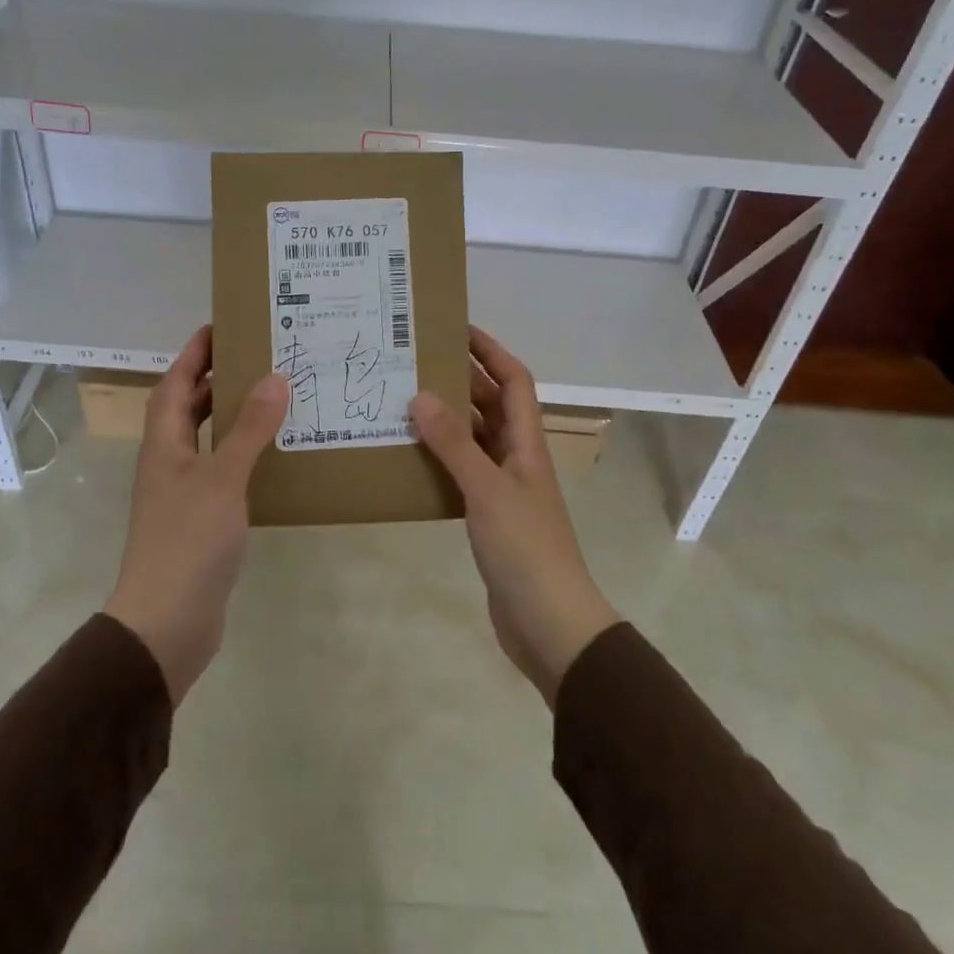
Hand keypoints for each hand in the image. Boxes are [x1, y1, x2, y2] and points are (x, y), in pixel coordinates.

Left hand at [103, 326, 287, 705]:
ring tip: (271, 396)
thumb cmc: (188, 542)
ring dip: (231, 416)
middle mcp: (169, 462)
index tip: (220, 326)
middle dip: (215, 379)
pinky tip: (273, 455)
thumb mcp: (223, 479)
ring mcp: (184, 493)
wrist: (166, 625)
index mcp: (164, 444)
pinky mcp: (201, 520)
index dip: (193, 354)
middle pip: (188, 408)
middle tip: (257, 357)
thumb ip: (249, 429)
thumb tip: (274, 378)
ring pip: (206, 440)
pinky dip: (243, 454)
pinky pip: (223, 471)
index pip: (175, 384)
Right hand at [411, 327, 618, 706]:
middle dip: (460, 380)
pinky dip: (440, 459)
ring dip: (447, 420)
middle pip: (492, 405)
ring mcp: (504, 489)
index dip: (491, 351)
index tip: (456, 329)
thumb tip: (421, 395)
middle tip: (415, 363)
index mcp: (527, 443)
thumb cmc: (526, 549)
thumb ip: (454, 444)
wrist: (550, 625)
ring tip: (403, 402)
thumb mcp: (487, 490)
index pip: (514, 381)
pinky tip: (410, 458)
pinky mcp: (489, 517)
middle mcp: (518, 458)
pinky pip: (463, 473)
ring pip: (475, 439)